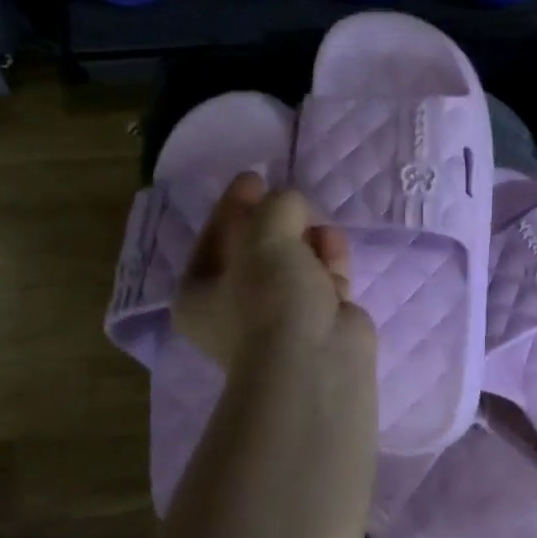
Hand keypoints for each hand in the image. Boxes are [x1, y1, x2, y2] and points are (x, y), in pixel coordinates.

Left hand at [173, 173, 373, 371]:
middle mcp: (236, 307)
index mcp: (200, 294)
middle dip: (278, 223)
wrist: (315, 361)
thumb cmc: (271, 299)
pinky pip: (323, 278)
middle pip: (257, 249)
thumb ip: (273, 207)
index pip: (215, 238)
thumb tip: (289, 201)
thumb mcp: (263, 238)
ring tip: (322, 230)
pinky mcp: (321, 320)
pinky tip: (336, 247)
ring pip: (294, 263)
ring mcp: (281, 316)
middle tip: (294, 202)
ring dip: (308, 240)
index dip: (234, 205)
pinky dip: (330, 261)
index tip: (256, 177)